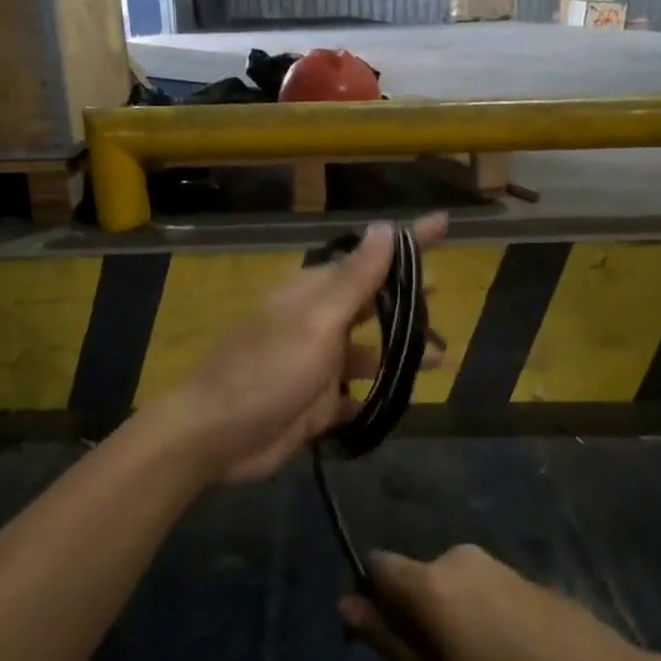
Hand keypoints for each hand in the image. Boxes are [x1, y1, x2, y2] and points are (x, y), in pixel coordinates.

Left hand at [160, 213, 446, 483]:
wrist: (216, 436)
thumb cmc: (268, 370)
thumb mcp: (316, 321)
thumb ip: (354, 279)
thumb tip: (384, 227)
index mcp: (313, 294)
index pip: (369, 259)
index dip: (407, 242)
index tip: (444, 225)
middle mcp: (315, 323)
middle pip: (370, 304)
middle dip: (406, 301)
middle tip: (444, 299)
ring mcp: (314, 365)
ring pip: (367, 353)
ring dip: (400, 353)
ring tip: (437, 359)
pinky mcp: (314, 405)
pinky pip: (353, 396)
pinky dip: (374, 396)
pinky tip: (399, 401)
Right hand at [340, 546, 660, 660]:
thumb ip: (388, 643)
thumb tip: (347, 603)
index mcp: (430, 583)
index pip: (375, 566)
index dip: (367, 600)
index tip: (381, 645)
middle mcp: (458, 559)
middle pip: (412, 579)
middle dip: (410, 619)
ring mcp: (497, 565)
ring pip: (446, 588)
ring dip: (446, 623)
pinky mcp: (525, 578)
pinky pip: (479, 591)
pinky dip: (476, 619)